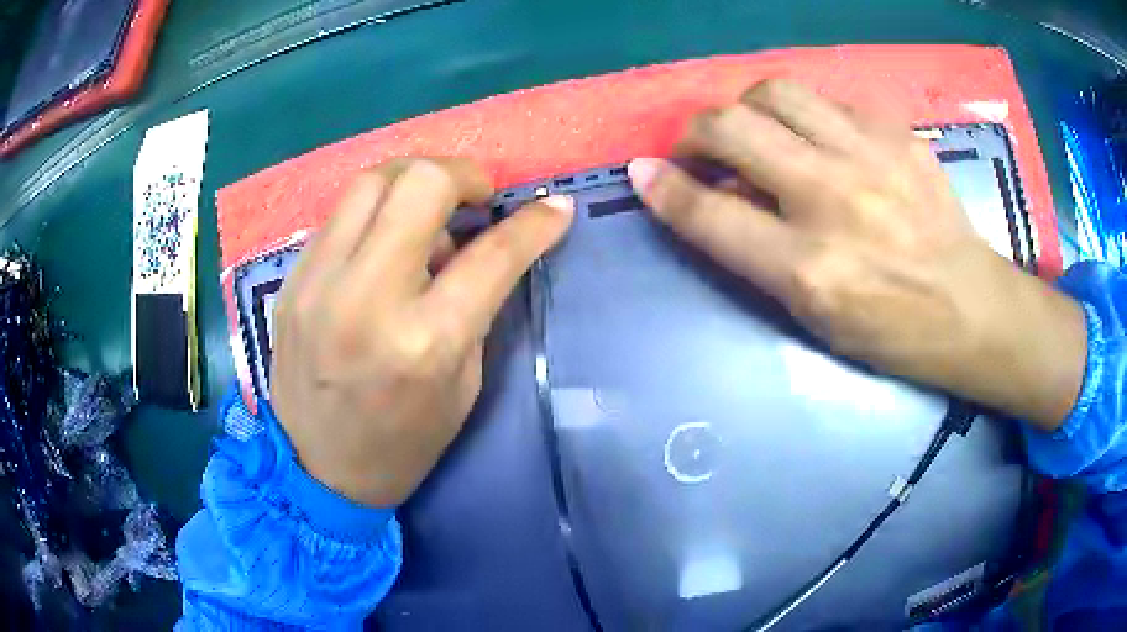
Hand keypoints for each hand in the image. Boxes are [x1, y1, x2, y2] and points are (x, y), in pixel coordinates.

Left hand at [270, 158, 573, 505]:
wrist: (316, 470)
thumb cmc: (402, 443)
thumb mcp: (463, 383)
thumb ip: (476, 303)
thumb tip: (482, 239)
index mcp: (424, 341)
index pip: (492, 254)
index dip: (534, 224)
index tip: (556, 207)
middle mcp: (367, 298)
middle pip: (420, 183)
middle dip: (464, 174)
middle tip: (478, 196)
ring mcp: (318, 283)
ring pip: (371, 181)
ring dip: (414, 179)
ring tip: (431, 206)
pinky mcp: (292, 280)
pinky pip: (339, 215)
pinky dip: (374, 211)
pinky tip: (386, 237)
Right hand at [629, 79, 1085, 430]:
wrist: (972, 308)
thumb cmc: (892, 332)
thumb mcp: (815, 318)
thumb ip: (757, 257)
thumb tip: (709, 200)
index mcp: (810, 269)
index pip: (710, 213)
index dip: (663, 188)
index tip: (641, 173)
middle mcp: (833, 200)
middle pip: (732, 128)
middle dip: (695, 133)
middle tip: (700, 151)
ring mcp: (870, 156)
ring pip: (774, 92)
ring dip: (747, 109)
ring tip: (756, 133)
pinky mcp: (897, 134)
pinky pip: (827, 101)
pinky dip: (805, 117)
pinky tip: (817, 140)